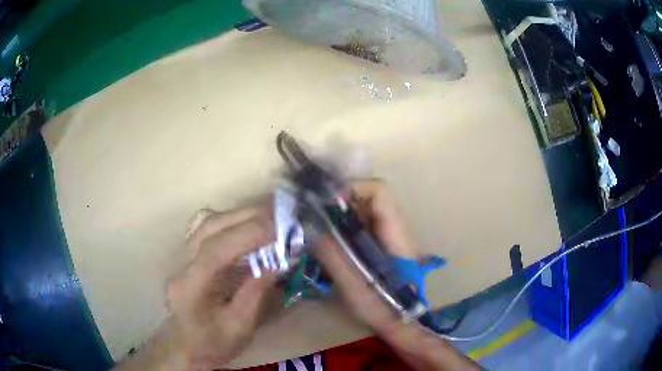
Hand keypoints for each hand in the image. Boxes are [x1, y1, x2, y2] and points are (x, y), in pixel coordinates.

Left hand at [115, 207, 277, 370]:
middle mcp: (181, 264)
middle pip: (209, 227)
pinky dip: (228, 220)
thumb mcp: (240, 328)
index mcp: (191, 287)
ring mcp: (181, 256)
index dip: (246, 235)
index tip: (278, 229)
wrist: (186, 346)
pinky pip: (205, 227)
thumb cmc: (212, 343)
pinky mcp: (187, 254)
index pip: (215, 251)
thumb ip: (255, 294)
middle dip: (246, 217)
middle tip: (280, 215)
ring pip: (206, 222)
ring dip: (238, 215)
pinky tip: (244, 224)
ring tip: (268, 215)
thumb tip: (276, 263)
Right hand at [312, 179, 418, 336]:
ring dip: (335, 216)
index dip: (352, 187)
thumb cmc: (383, 307)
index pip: (379, 191)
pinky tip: (324, 245)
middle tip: (312, 215)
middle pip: (365, 198)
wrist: (402, 323)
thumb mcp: (354, 283)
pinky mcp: (378, 246)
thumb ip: (332, 254)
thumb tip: (310, 225)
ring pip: (359, 212)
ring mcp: (385, 237)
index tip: (325, 202)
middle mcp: (392, 228)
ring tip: (313, 229)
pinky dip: (338, 230)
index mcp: (394, 233)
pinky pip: (357, 227)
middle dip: (336, 202)